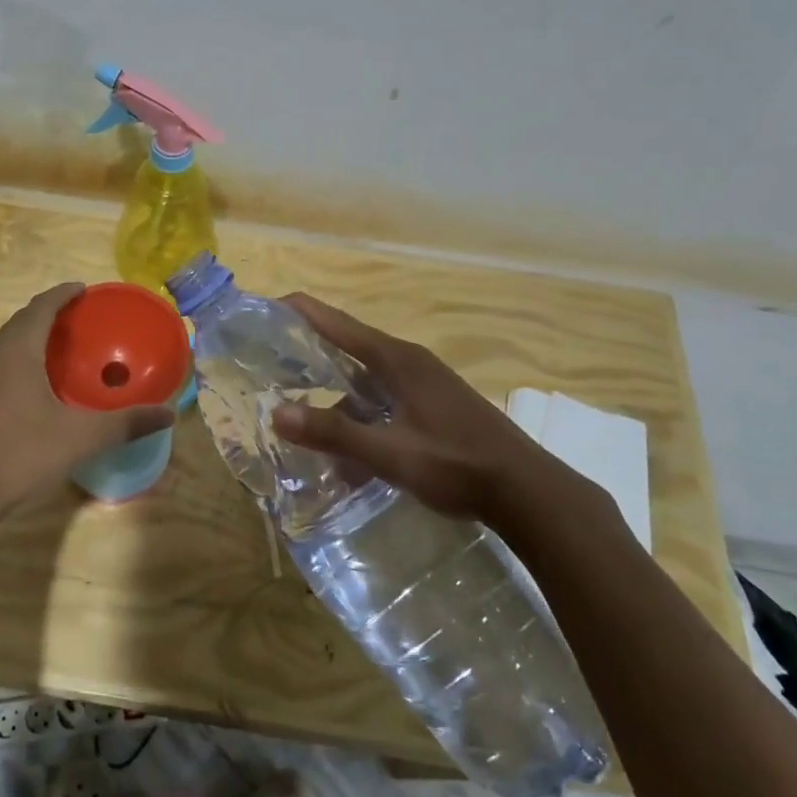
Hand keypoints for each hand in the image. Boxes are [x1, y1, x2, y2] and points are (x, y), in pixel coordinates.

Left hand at [0, 283, 175, 542]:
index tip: (81, 289)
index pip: (40, 307)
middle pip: (18, 324)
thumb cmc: (19, 457)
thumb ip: (125, 424)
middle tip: (73, 321)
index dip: (62, 294)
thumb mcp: (80, 439)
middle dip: (45, 316)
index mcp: (16, 353)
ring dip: (25, 343)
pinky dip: (10, 370)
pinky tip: (21, 398)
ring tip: (50, 355)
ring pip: (0, 350)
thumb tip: (169, 413)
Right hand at [269, 294, 617, 538]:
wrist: (528, 492)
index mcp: (397, 360)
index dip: (302, 311)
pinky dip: (362, 418)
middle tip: (271, 363)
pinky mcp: (436, 407)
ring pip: (368, 382)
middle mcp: (410, 363)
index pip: (338, 324)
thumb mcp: (390, 452)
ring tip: (305, 423)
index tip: (268, 304)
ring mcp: (426, 384)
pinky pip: (385, 401)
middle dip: (311, 355)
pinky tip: (350, 454)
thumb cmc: (457, 465)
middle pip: (350, 348)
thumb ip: (334, 433)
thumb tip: (276, 413)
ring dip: (338, 400)